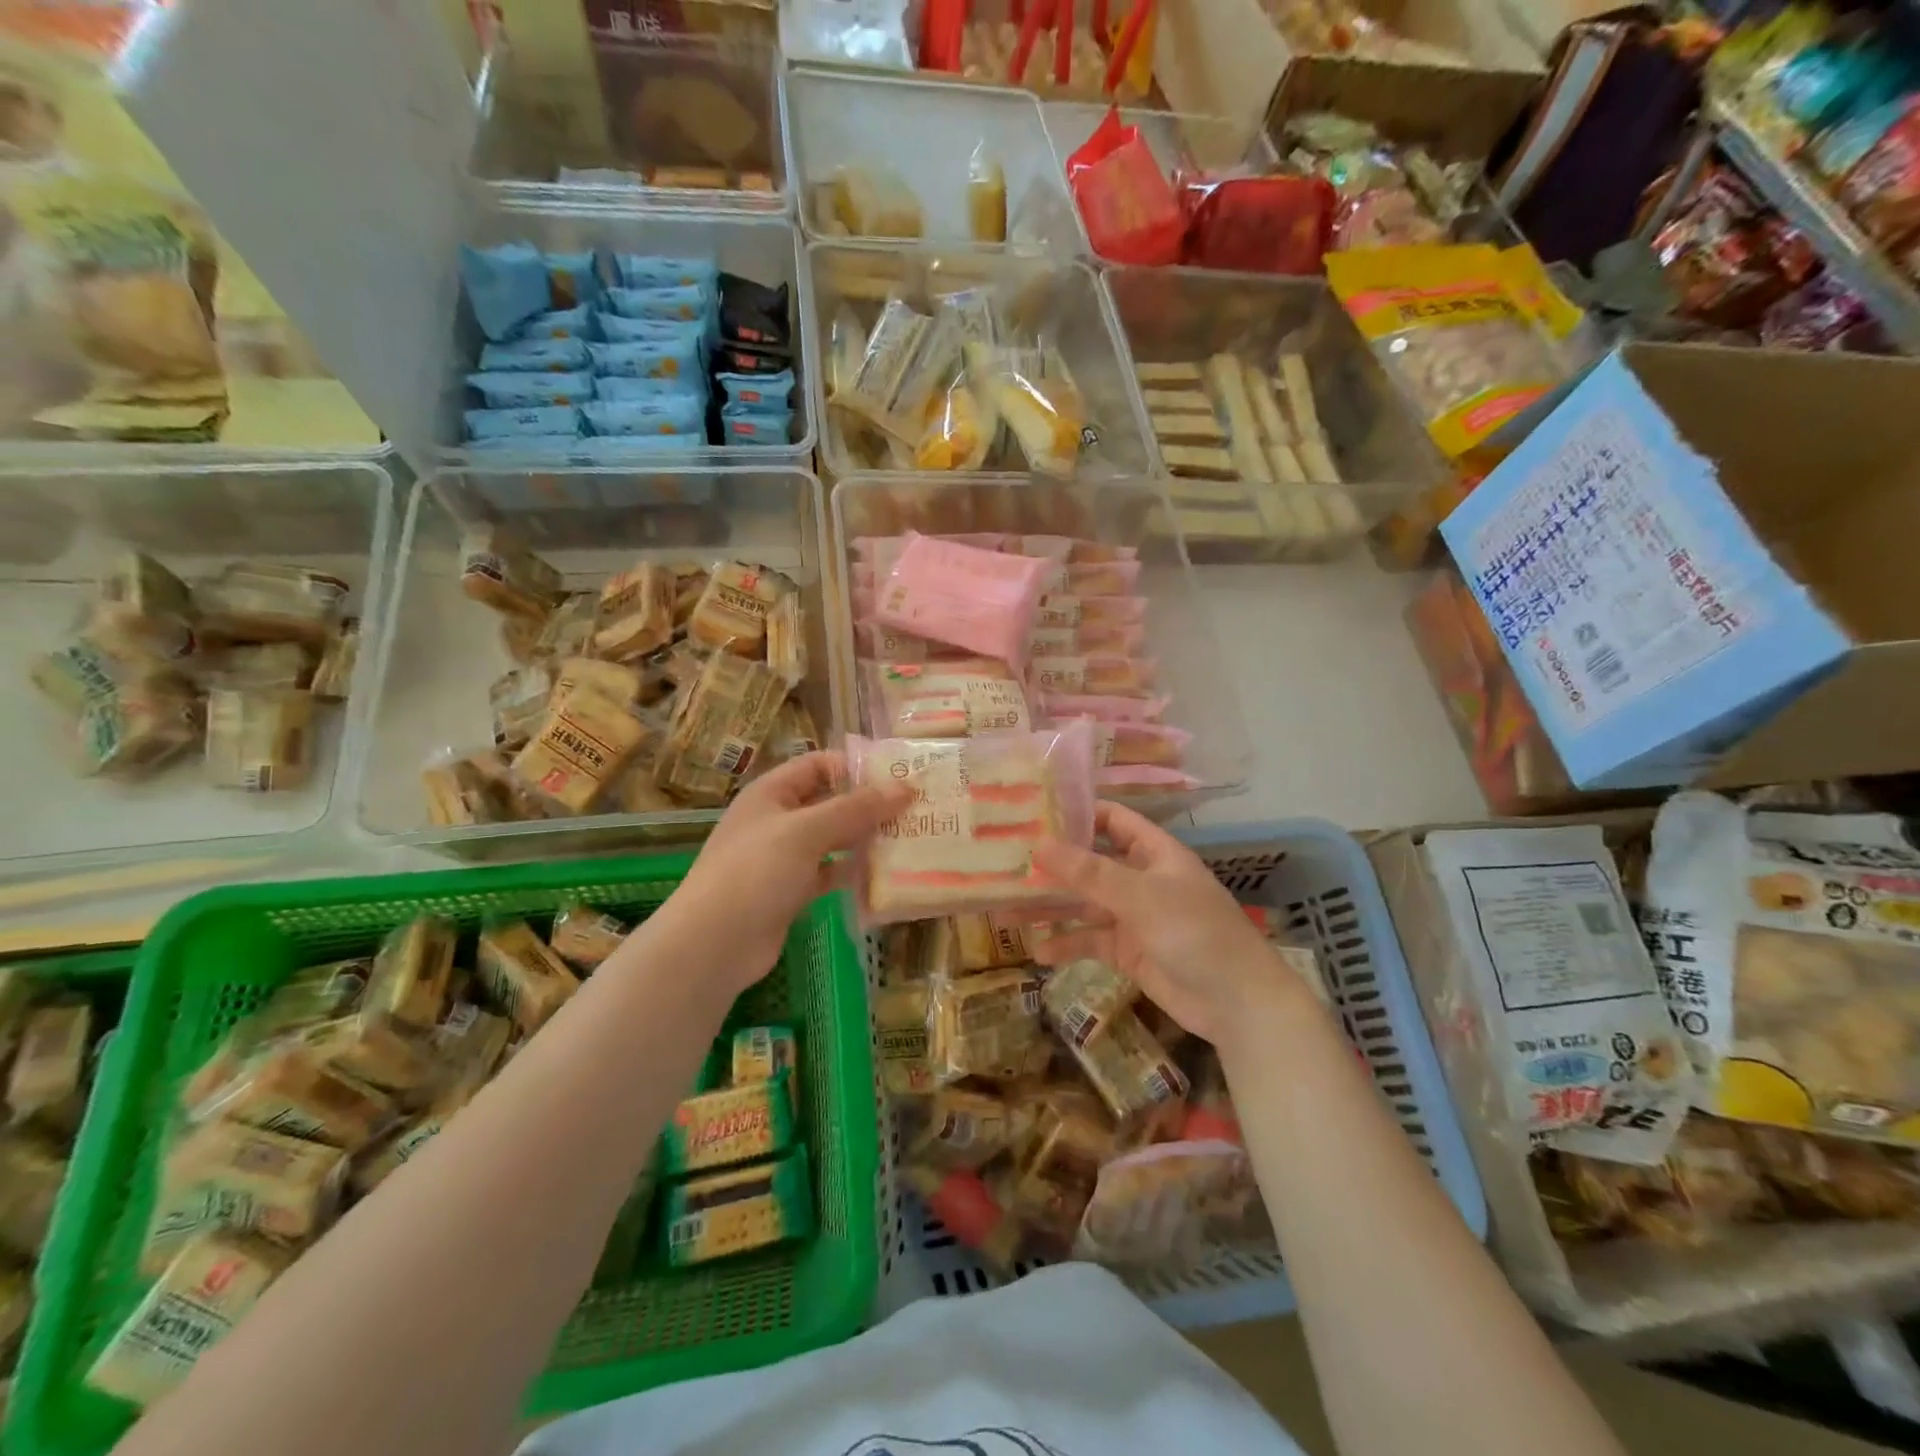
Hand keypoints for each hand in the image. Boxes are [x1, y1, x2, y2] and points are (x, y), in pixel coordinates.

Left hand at [667, 751, 910, 995]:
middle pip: (829, 802)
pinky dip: (852, 873)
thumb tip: (906, 787)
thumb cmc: (756, 872)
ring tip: (908, 839)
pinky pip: (829, 873)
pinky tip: (883, 875)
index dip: (855, 766)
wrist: (714, 944)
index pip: (818, 765)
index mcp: (771, 793)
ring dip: (864, 839)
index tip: (898, 775)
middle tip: (914, 809)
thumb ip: (856, 808)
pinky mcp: (791, 892)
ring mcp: (783, 858)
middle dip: (868, 805)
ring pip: (832, 840)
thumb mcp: (807, 831)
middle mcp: (777, 820)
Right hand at [1031, 802, 1298, 1045]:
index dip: (1076, 815)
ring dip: (1050, 908)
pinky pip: (1091, 941)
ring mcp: (1134, 917)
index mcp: (1153, 853)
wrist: (1237, 1003)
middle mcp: (1141, 879)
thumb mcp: (1140, 896)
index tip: (1032, 815)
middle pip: (1089, 865)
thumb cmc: (1195, 933)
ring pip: (1084, 905)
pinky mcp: (1129, 952)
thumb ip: (1089, 872)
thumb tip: (1038, 845)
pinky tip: (1038, 952)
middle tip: (1005, 866)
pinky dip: (1067, 945)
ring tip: (1004, 912)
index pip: (1111, 820)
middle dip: (1051, 867)